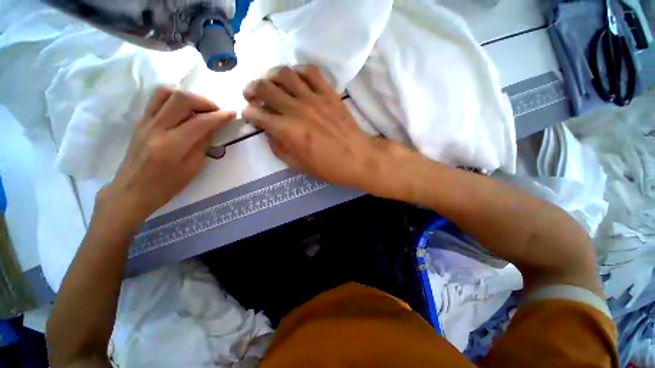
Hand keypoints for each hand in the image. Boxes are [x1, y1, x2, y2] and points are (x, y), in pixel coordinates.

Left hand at [98, 87, 235, 226]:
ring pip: (166, 92)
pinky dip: (174, 99)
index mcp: (172, 145)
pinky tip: (184, 111)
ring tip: (200, 109)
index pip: (200, 122)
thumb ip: (203, 145)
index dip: (219, 116)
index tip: (232, 114)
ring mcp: (145, 122)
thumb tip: (212, 127)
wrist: (131, 190)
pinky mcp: (140, 121)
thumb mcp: (192, 169)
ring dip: (188, 96)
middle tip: (216, 111)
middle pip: (181, 98)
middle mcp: (157, 128)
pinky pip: (157, 99)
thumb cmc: (166, 186)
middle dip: (204, 101)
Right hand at [242, 65, 415, 195]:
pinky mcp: (329, 93)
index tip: (249, 114)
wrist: (358, 158)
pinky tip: (295, 78)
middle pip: (265, 88)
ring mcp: (313, 98)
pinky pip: (310, 71)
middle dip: (251, 89)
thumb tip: (269, 132)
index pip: (257, 114)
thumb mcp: (298, 165)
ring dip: (270, 75)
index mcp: (287, 131)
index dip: (248, 113)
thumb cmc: (328, 167)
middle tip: (251, 94)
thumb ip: (279, 147)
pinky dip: (298, 70)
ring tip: (269, 81)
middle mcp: (296, 109)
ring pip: (284, 74)